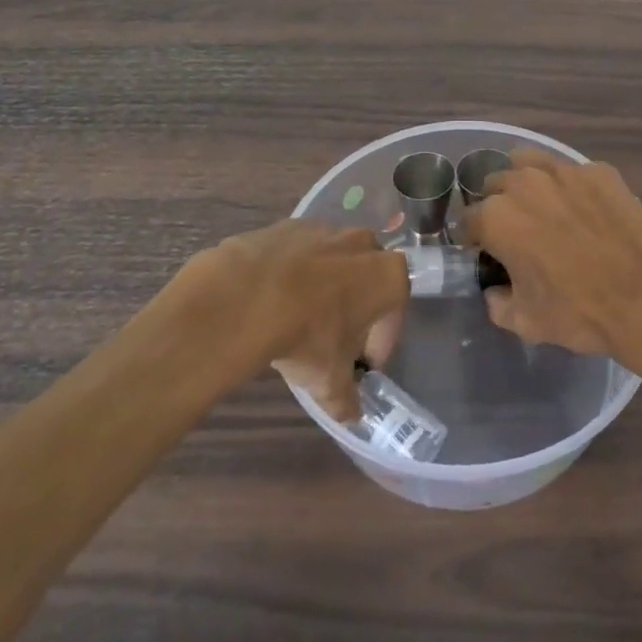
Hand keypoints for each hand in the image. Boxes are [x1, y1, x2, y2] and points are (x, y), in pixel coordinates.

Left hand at [173, 221, 407, 420]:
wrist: (247, 295)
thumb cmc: (307, 335)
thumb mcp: (329, 380)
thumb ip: (346, 398)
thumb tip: (351, 415)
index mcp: (388, 276)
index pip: (395, 310)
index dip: (381, 341)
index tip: (364, 364)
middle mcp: (364, 244)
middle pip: (368, 276)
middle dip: (357, 304)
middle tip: (336, 336)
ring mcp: (325, 229)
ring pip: (334, 260)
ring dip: (325, 285)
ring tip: (300, 317)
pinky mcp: (288, 225)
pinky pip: (299, 252)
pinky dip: (292, 272)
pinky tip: (272, 299)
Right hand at [463, 151, 641, 369]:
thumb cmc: (579, 312)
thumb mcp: (525, 322)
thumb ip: (497, 302)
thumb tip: (495, 289)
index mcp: (497, 217)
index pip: (468, 220)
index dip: (473, 238)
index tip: (484, 252)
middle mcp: (524, 183)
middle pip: (495, 184)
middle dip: (498, 204)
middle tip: (516, 230)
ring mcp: (566, 171)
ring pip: (530, 163)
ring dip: (527, 182)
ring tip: (543, 206)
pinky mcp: (600, 171)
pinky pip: (574, 172)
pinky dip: (571, 188)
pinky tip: (587, 211)